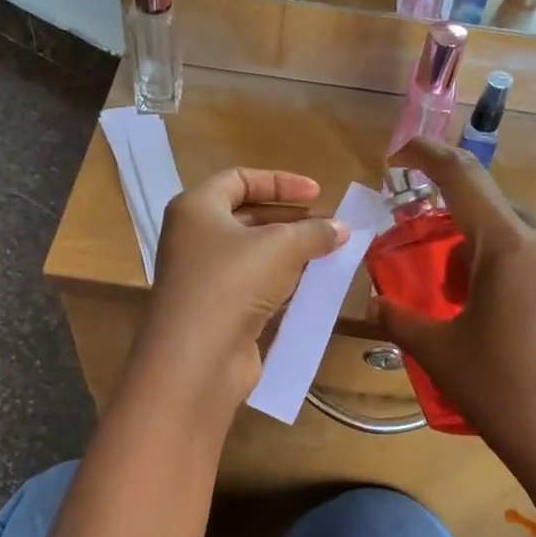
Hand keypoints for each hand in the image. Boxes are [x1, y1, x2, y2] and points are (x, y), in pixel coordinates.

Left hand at [136, 168, 347, 411]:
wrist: (198, 358)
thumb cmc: (233, 282)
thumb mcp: (281, 246)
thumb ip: (314, 232)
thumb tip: (342, 228)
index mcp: (195, 208)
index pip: (239, 179)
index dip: (281, 182)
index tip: (318, 193)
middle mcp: (193, 238)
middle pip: (247, 216)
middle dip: (292, 220)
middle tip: (330, 228)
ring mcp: (203, 277)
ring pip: (253, 254)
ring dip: (291, 253)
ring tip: (329, 255)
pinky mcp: (216, 310)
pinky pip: (253, 285)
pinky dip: (281, 282)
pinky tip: (311, 286)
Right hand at [373, 140, 535, 530]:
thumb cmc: (502, 395)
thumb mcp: (440, 354)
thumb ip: (399, 319)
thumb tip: (371, 304)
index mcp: (509, 248)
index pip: (462, 177)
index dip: (427, 155)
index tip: (402, 154)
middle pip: (499, 215)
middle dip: (466, 232)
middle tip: (446, 278)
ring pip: (535, 245)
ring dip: (504, 260)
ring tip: (493, 311)